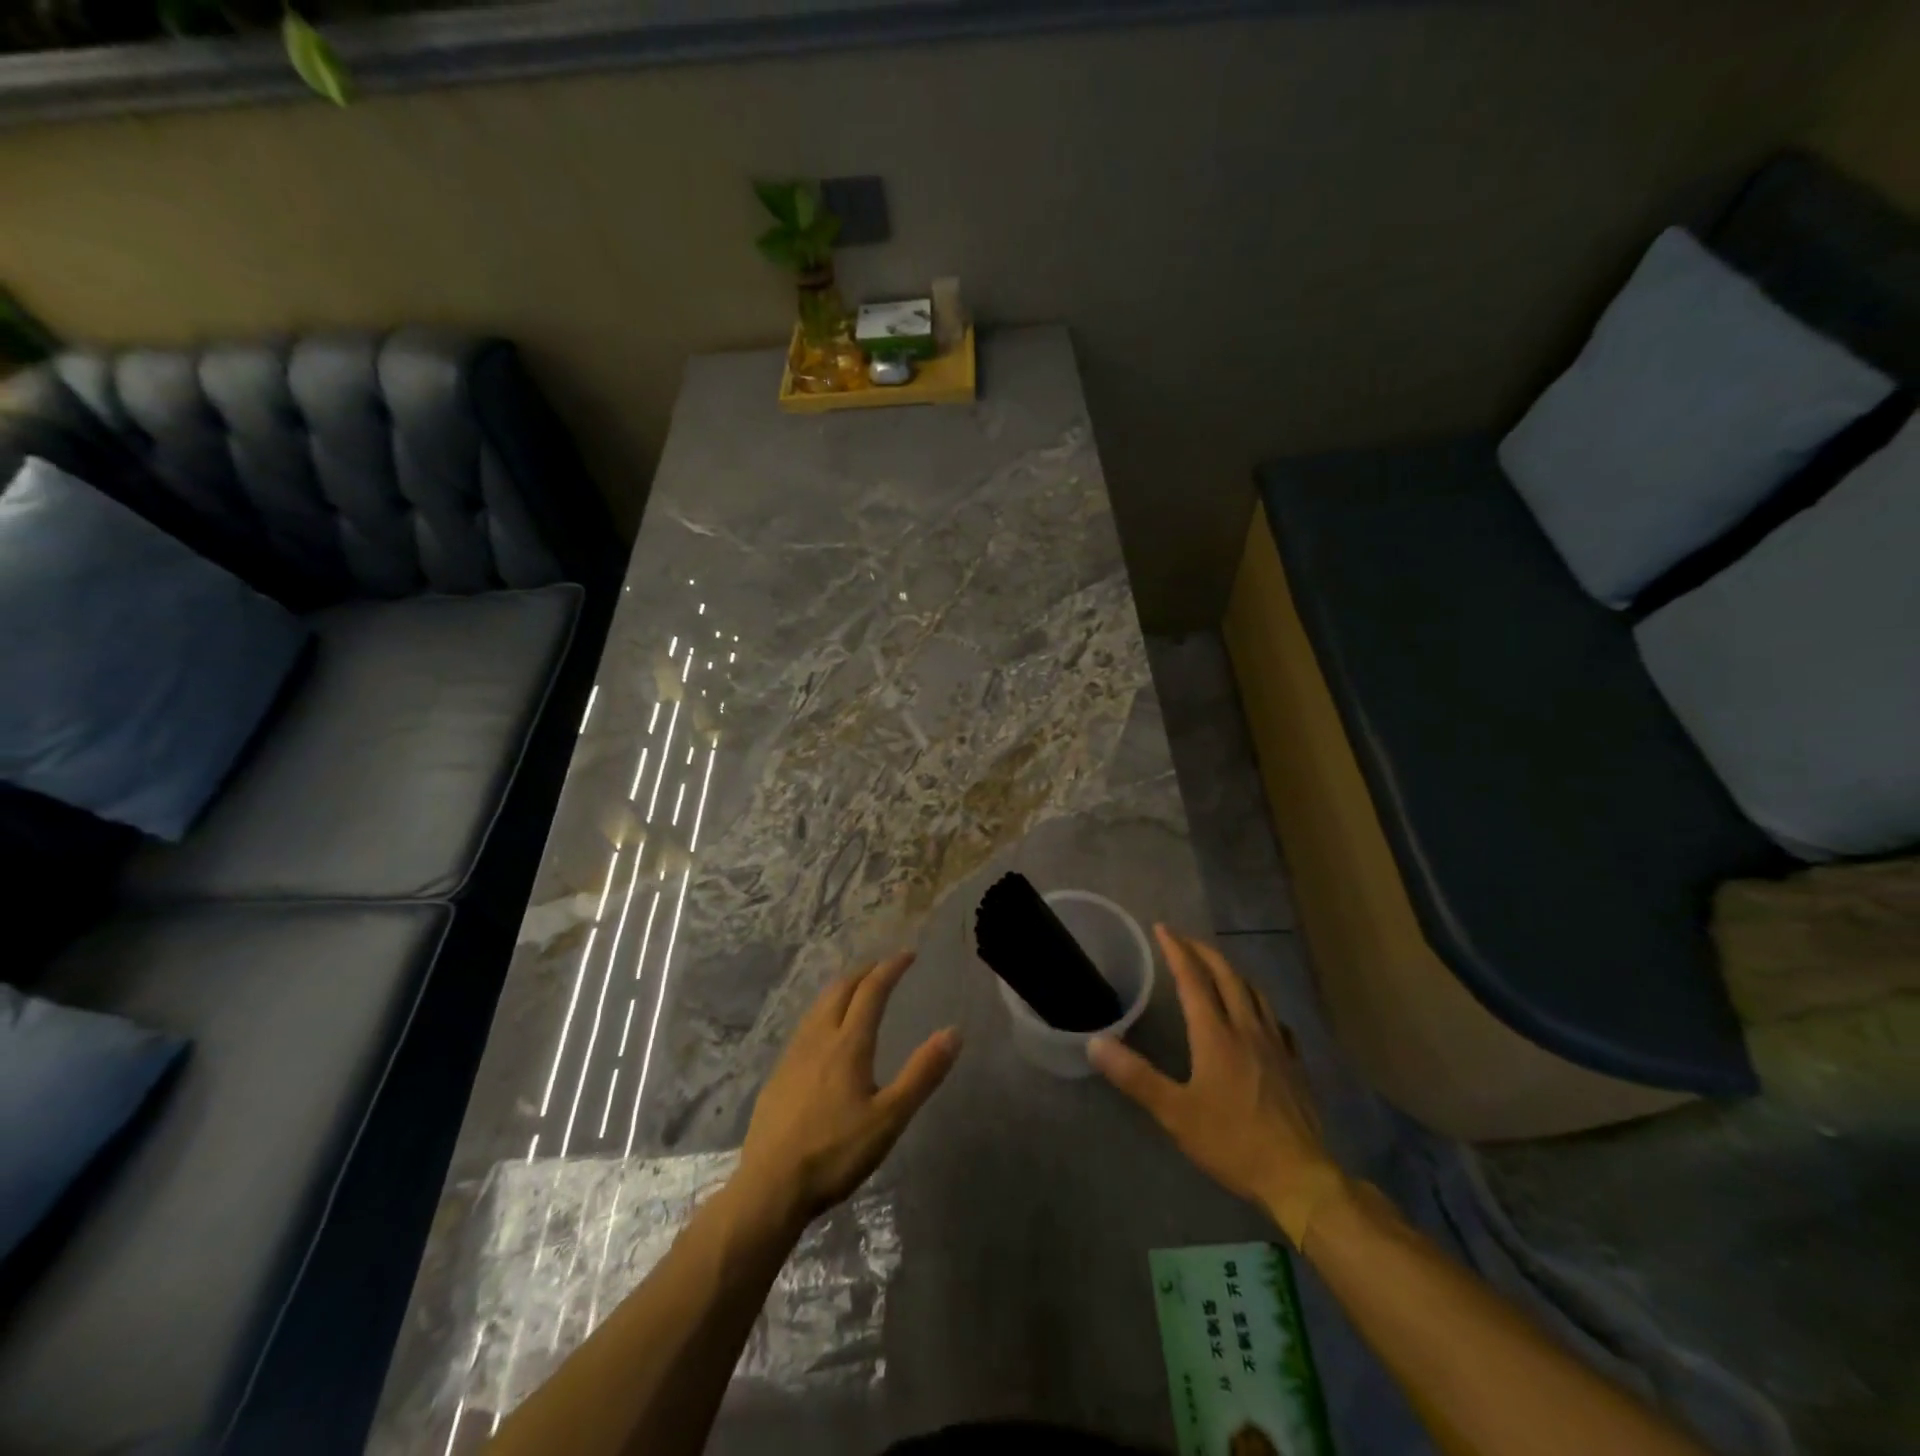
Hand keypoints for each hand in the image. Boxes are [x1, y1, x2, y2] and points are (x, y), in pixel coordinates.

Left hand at [734, 952, 959, 1228]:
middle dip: (865, 971)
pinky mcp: (778, 1075)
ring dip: (841, 988)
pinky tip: (824, 1031)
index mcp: (848, 1044)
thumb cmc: (835, 1153)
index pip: (871, 991)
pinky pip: (805, 1026)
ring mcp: (793, 1055)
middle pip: (840, 989)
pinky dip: (823, 1011)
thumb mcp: (889, 1118)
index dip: (891, 968)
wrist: (770, 1187)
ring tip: (856, 989)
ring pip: (819, 1005)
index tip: (908, 954)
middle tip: (884, 966)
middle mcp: (819, 1039)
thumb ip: (922, 1074)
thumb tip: (953, 1032)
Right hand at [1090, 925, 1333, 1218]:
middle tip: (1184, 940)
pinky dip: (1258, 1004)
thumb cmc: (1233, 1142)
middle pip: (1227, 976)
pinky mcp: (1294, 1064)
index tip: (1162, 928)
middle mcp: (1247, 1029)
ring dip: (1232, 972)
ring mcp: (1276, 1045)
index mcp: (1216, 1035)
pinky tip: (1257, 1016)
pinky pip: (1275, 1019)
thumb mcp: (1175, 1113)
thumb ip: (1135, 1076)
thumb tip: (1095, 1043)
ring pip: (1254, 993)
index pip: (1193, 979)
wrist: (1299, 1177)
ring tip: (1217, 968)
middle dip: (1204, 952)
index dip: (1177, 950)